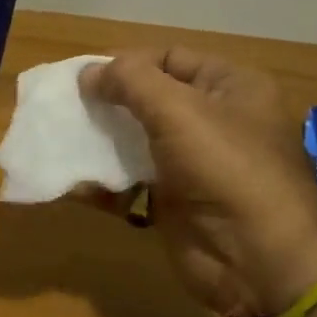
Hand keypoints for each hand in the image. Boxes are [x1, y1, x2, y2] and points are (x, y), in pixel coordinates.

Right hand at [79, 47, 316, 316]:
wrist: (257, 258)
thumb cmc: (225, 167)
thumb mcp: (178, 110)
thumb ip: (130, 81)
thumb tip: (88, 73)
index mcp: (231, 87)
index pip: (170, 58)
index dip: (127, 63)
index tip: (83, 77)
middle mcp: (214, 120)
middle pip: (149, 99)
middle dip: (107, 102)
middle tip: (66, 107)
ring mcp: (192, 164)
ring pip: (135, 141)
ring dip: (98, 141)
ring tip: (59, 140)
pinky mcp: (171, 200)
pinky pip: (129, 181)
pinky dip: (101, 181)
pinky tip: (71, 180)